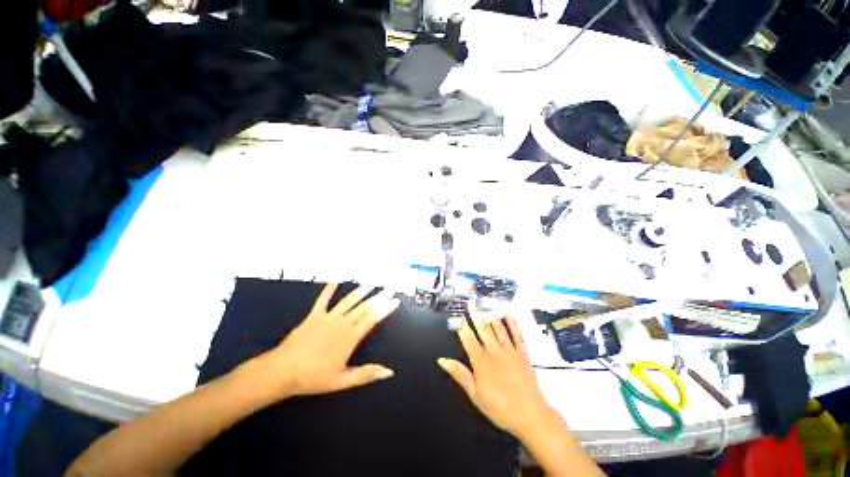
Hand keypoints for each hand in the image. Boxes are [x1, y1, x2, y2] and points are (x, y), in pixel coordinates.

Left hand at [257, 283, 399, 398]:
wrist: (282, 371)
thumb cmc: (314, 377)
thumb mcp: (342, 381)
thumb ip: (366, 374)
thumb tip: (390, 371)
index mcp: (350, 337)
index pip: (372, 319)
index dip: (385, 309)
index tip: (395, 300)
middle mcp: (342, 323)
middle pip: (364, 307)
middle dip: (378, 297)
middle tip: (389, 288)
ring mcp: (328, 317)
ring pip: (348, 301)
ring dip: (360, 291)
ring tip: (371, 282)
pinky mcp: (314, 315)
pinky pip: (323, 299)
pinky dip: (329, 289)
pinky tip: (335, 279)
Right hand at [438, 312, 554, 437]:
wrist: (529, 414)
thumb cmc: (499, 407)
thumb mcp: (474, 393)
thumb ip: (459, 373)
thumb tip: (442, 360)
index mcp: (481, 361)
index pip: (468, 339)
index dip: (462, 327)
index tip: (458, 317)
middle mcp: (494, 351)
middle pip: (483, 330)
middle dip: (475, 316)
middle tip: (471, 304)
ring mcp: (509, 350)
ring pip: (498, 329)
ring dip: (491, 317)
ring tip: (485, 308)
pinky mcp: (522, 353)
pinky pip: (516, 334)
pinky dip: (512, 323)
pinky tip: (508, 315)